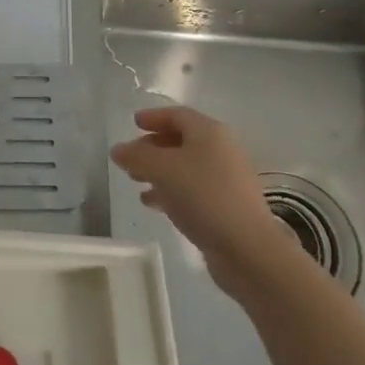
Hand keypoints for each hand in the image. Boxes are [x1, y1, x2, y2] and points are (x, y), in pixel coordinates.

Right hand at [110, 106, 288, 293]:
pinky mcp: (226, 205)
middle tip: (130, 157)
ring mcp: (226, 179)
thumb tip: (118, 150)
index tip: (133, 123)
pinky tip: (153, 204)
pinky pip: (193, 189)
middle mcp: (221, 150)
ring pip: (185, 167)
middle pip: (182, 140)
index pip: (178, 115)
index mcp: (210, 133)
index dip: (154, 117)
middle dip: (153, 146)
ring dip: (159, 171)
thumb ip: (136, 156)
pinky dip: (171, 191)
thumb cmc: (203, 196)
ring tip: (135, 181)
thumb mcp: (162, 170)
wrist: (247, 249)